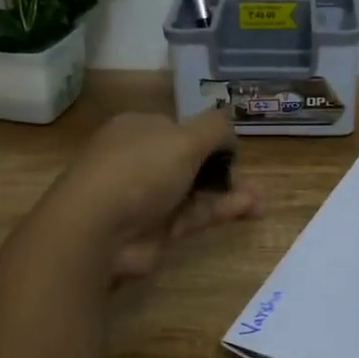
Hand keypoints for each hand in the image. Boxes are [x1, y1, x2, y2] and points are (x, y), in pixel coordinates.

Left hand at [42, 109, 261, 281]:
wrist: (97, 229)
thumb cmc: (139, 170)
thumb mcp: (184, 138)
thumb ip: (214, 128)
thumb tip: (230, 128)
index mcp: (139, 129)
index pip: (179, 129)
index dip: (208, 137)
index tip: (234, 150)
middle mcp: (141, 160)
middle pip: (191, 161)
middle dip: (225, 169)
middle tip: (254, 180)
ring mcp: (147, 197)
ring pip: (196, 190)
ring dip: (229, 193)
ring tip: (261, 201)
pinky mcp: (156, 229)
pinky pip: (194, 215)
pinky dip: (220, 211)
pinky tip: (249, 210)